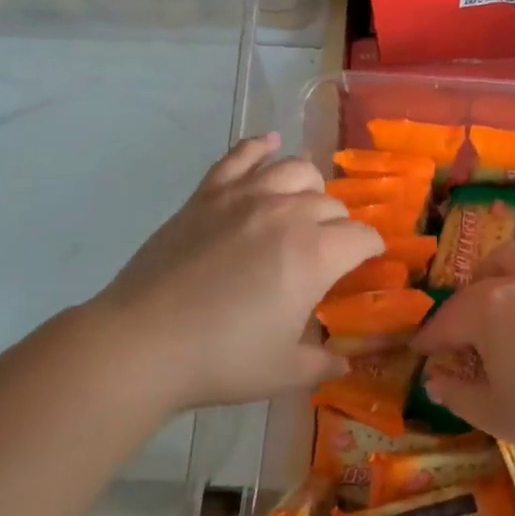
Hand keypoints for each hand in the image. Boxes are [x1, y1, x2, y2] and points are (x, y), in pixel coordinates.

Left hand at [87, 134, 383, 411]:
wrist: (142, 343)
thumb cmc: (220, 359)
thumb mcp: (284, 372)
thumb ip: (322, 363)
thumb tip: (344, 363)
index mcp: (314, 255)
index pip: (362, 237)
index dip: (372, 249)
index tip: (368, 261)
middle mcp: (287, 214)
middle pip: (331, 204)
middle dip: (340, 226)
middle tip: (328, 250)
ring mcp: (244, 198)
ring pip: (295, 169)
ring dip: (310, 186)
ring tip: (305, 203)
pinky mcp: (207, 194)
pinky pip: (241, 156)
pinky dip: (260, 146)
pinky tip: (270, 143)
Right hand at [411, 241, 514, 467]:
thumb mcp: (497, 414)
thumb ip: (460, 395)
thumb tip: (436, 380)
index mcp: (487, 311)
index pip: (447, 320)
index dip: (430, 337)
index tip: (419, 350)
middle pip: (478, 283)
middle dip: (461, 303)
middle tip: (461, 331)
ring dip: (498, 270)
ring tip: (498, 292)